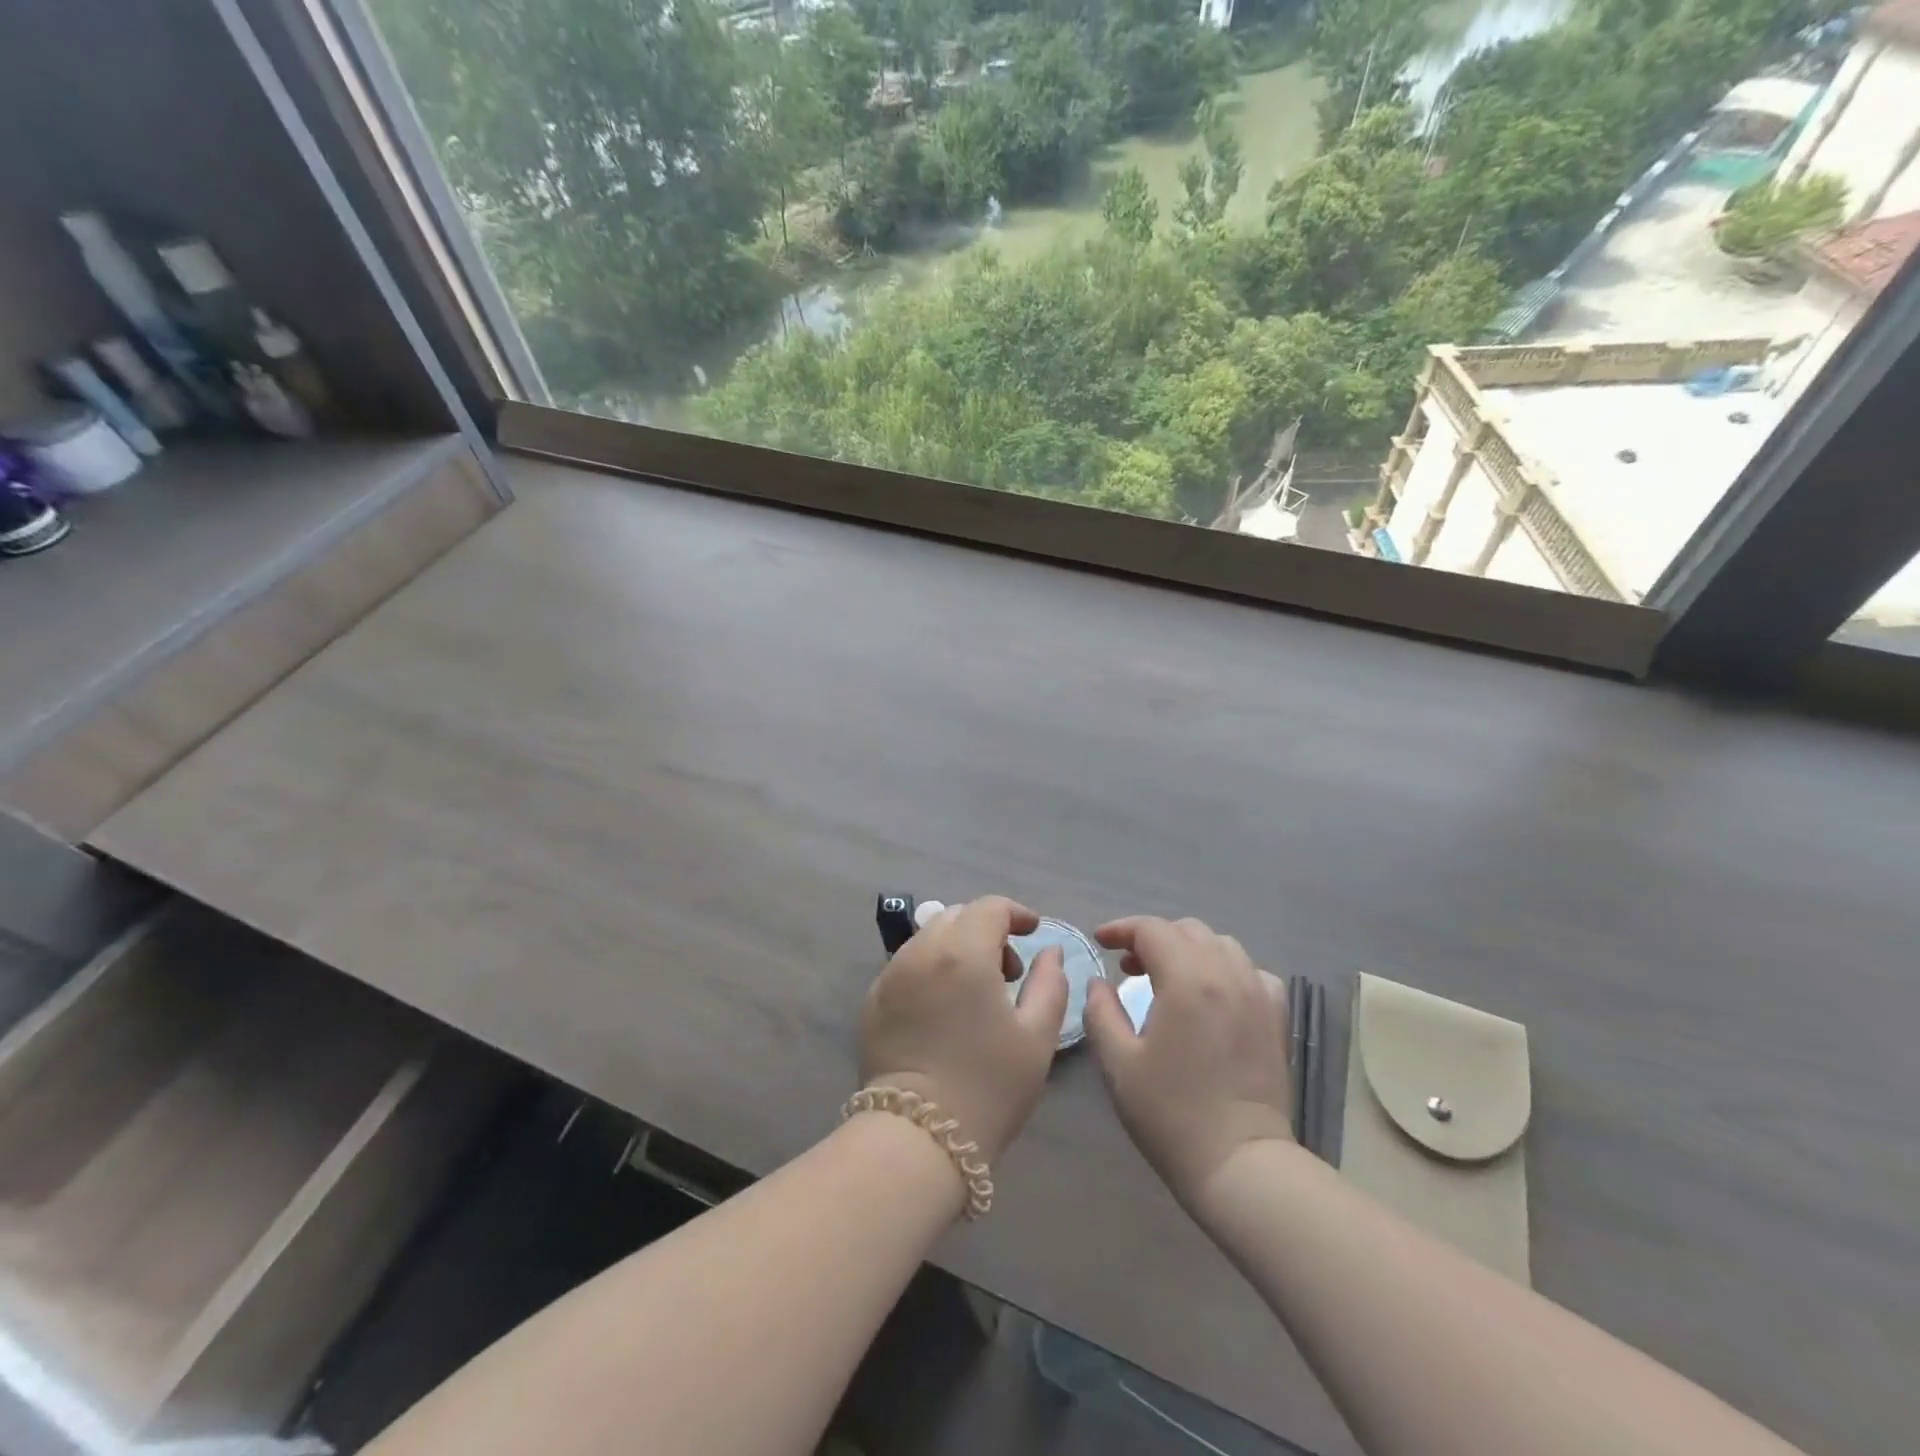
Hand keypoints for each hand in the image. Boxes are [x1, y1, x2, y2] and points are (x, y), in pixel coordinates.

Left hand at [860, 895, 1068, 1162]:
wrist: (918, 1138)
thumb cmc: (989, 1086)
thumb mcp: (1037, 1037)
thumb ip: (1050, 983)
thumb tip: (1049, 951)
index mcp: (963, 953)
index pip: (989, 907)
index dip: (1016, 913)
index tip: (1032, 933)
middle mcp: (921, 952)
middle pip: (956, 916)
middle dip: (986, 930)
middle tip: (1007, 971)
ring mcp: (890, 975)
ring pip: (928, 938)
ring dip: (957, 948)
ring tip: (975, 992)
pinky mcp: (872, 1000)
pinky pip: (907, 965)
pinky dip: (931, 969)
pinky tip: (943, 1009)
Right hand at [1083, 916, 1293, 1204]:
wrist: (1240, 1164)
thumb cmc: (1171, 1114)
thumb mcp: (1118, 1063)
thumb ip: (1101, 1012)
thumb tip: (1099, 983)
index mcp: (1187, 980)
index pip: (1151, 929)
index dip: (1121, 929)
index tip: (1100, 942)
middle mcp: (1226, 974)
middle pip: (1187, 930)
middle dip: (1153, 938)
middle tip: (1128, 965)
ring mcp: (1257, 993)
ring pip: (1221, 944)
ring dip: (1189, 949)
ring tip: (1169, 977)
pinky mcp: (1276, 1017)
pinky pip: (1251, 971)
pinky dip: (1226, 969)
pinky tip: (1214, 995)